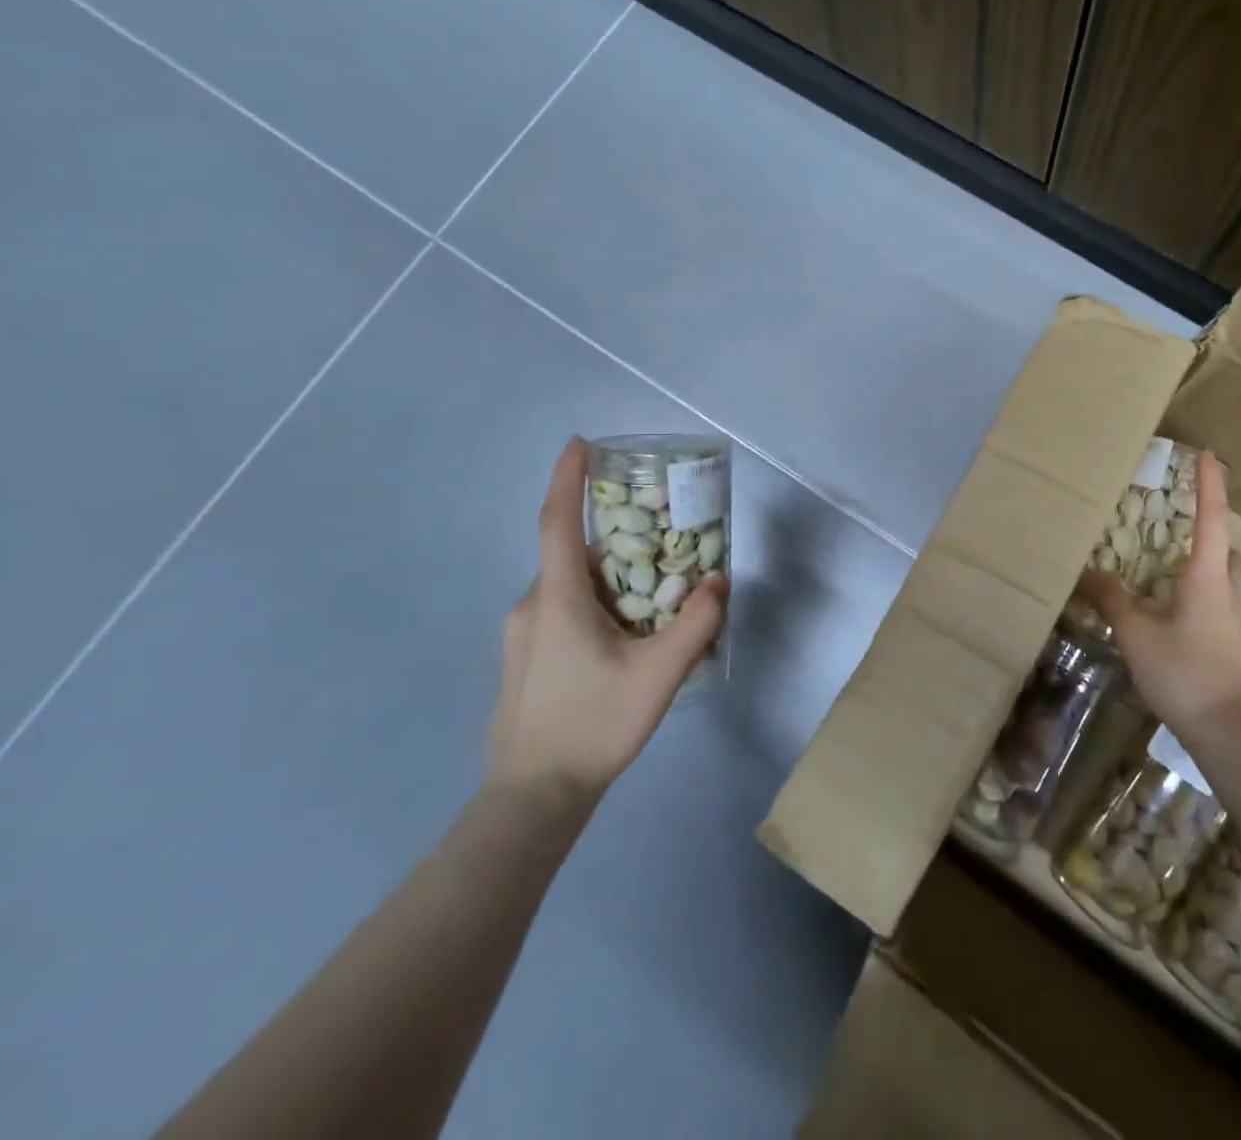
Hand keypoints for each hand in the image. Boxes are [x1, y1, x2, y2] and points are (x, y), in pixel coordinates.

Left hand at [486, 438, 729, 805]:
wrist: (532, 797)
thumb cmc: (594, 724)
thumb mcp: (660, 673)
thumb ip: (696, 623)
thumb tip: (718, 581)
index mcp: (559, 598)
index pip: (557, 521)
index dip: (567, 477)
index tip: (580, 442)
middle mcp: (532, 605)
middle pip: (574, 555)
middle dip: (615, 539)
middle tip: (660, 541)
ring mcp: (522, 634)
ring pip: (571, 587)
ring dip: (610, 578)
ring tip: (653, 598)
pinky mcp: (524, 658)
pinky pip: (563, 611)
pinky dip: (596, 604)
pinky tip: (626, 639)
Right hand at [1074, 450, 1240, 739]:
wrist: (1232, 733)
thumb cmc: (1185, 672)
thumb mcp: (1136, 634)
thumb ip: (1112, 600)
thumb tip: (1086, 573)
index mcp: (1206, 576)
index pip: (1211, 517)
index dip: (1209, 483)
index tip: (1207, 453)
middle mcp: (1227, 589)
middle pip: (1222, 547)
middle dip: (1206, 530)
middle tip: (1176, 525)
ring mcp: (1235, 619)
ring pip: (1222, 577)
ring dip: (1202, 565)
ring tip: (1165, 570)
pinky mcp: (1235, 645)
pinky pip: (1217, 603)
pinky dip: (1198, 596)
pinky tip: (1171, 615)